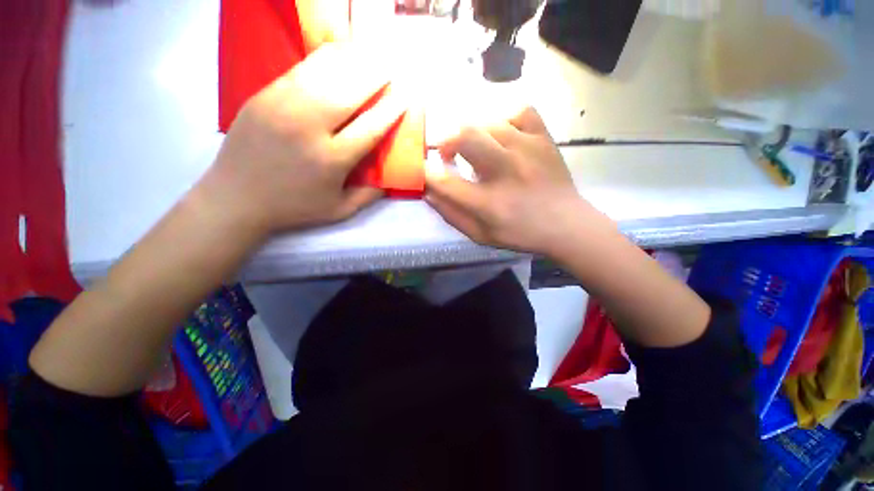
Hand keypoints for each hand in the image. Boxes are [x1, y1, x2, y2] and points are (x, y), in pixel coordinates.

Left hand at [204, 40, 403, 235]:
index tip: (405, 97)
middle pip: (349, 93)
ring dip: (352, 62)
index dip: (391, 111)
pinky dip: (323, 60)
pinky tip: (338, 56)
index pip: (370, 128)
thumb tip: (389, 180)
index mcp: (331, 160)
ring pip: (324, 74)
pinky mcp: (264, 96)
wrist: (236, 198)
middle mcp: (309, 128)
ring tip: (370, 55)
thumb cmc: (294, 208)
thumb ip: (368, 196)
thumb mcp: (339, 210)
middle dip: (375, 77)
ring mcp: (282, 107)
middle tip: (392, 68)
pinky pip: (300, 71)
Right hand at [425, 107, 615, 256]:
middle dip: (446, 140)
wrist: (566, 224)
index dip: (427, 173)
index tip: (424, 170)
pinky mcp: (544, 138)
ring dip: (472, 133)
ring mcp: (527, 149)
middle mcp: (505, 171)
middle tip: (447, 153)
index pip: (445, 182)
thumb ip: (452, 215)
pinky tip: (502, 134)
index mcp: (488, 203)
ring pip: (487, 121)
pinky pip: (519, 110)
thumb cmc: (520, 233)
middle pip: (465, 136)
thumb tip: (428, 192)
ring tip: (475, 147)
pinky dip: (504, 118)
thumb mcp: (480, 235)